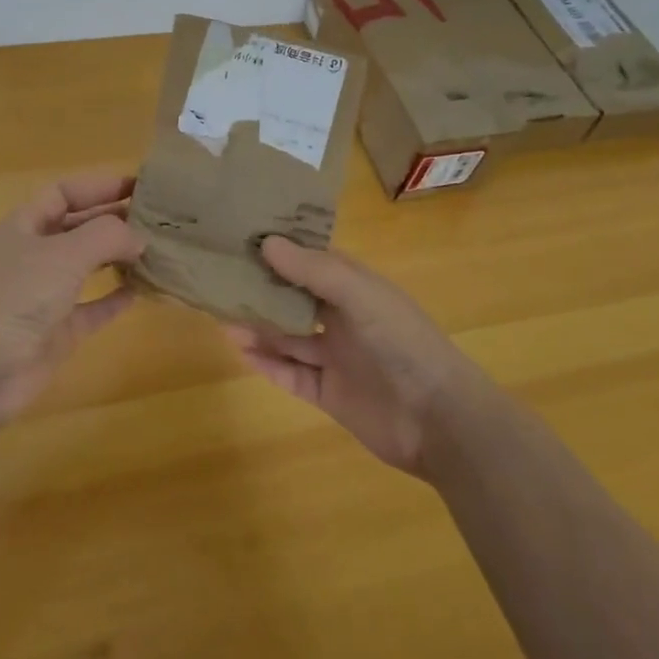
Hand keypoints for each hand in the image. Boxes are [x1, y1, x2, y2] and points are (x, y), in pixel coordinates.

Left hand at [0, 171, 145, 426]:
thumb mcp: (62, 254)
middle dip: (114, 219)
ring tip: (158, 249)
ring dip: (118, 257)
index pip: (64, 192)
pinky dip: (115, 298)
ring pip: (87, 266)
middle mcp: (34, 255)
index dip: (100, 185)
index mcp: (24, 225)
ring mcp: (44, 295)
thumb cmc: (13, 298)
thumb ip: (106, 236)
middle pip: (78, 227)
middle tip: (159, 217)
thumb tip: (138, 237)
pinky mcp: (56, 332)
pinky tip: (143, 290)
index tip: (141, 184)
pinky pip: (92, 308)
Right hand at [223, 236, 483, 475]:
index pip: (311, 262)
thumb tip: (266, 242)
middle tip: (221, 282)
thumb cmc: (402, 342)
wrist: (438, 419)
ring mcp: (336, 358)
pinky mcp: (329, 393)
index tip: (242, 239)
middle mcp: (343, 319)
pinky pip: (291, 374)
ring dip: (259, 328)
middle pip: (294, 301)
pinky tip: (241, 351)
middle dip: (262, 292)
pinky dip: (267, 364)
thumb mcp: (360, 295)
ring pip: (288, 338)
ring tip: (222, 317)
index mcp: (356, 289)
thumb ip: (314, 270)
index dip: (281, 251)